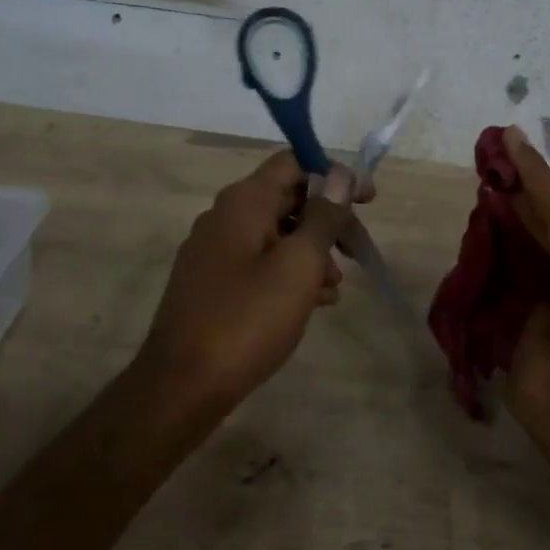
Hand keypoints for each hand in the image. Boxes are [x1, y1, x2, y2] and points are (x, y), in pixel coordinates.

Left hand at [137, 152, 355, 402]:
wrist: (182, 385)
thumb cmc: (247, 319)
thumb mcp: (298, 265)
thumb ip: (322, 216)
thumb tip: (339, 174)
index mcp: (243, 202)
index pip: (292, 163)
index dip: (334, 175)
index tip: (367, 201)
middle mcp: (224, 217)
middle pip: (286, 198)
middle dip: (327, 219)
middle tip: (357, 248)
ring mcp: (214, 252)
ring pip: (275, 234)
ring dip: (311, 251)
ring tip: (335, 286)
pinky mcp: (212, 284)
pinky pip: (259, 263)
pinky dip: (289, 273)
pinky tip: (313, 302)